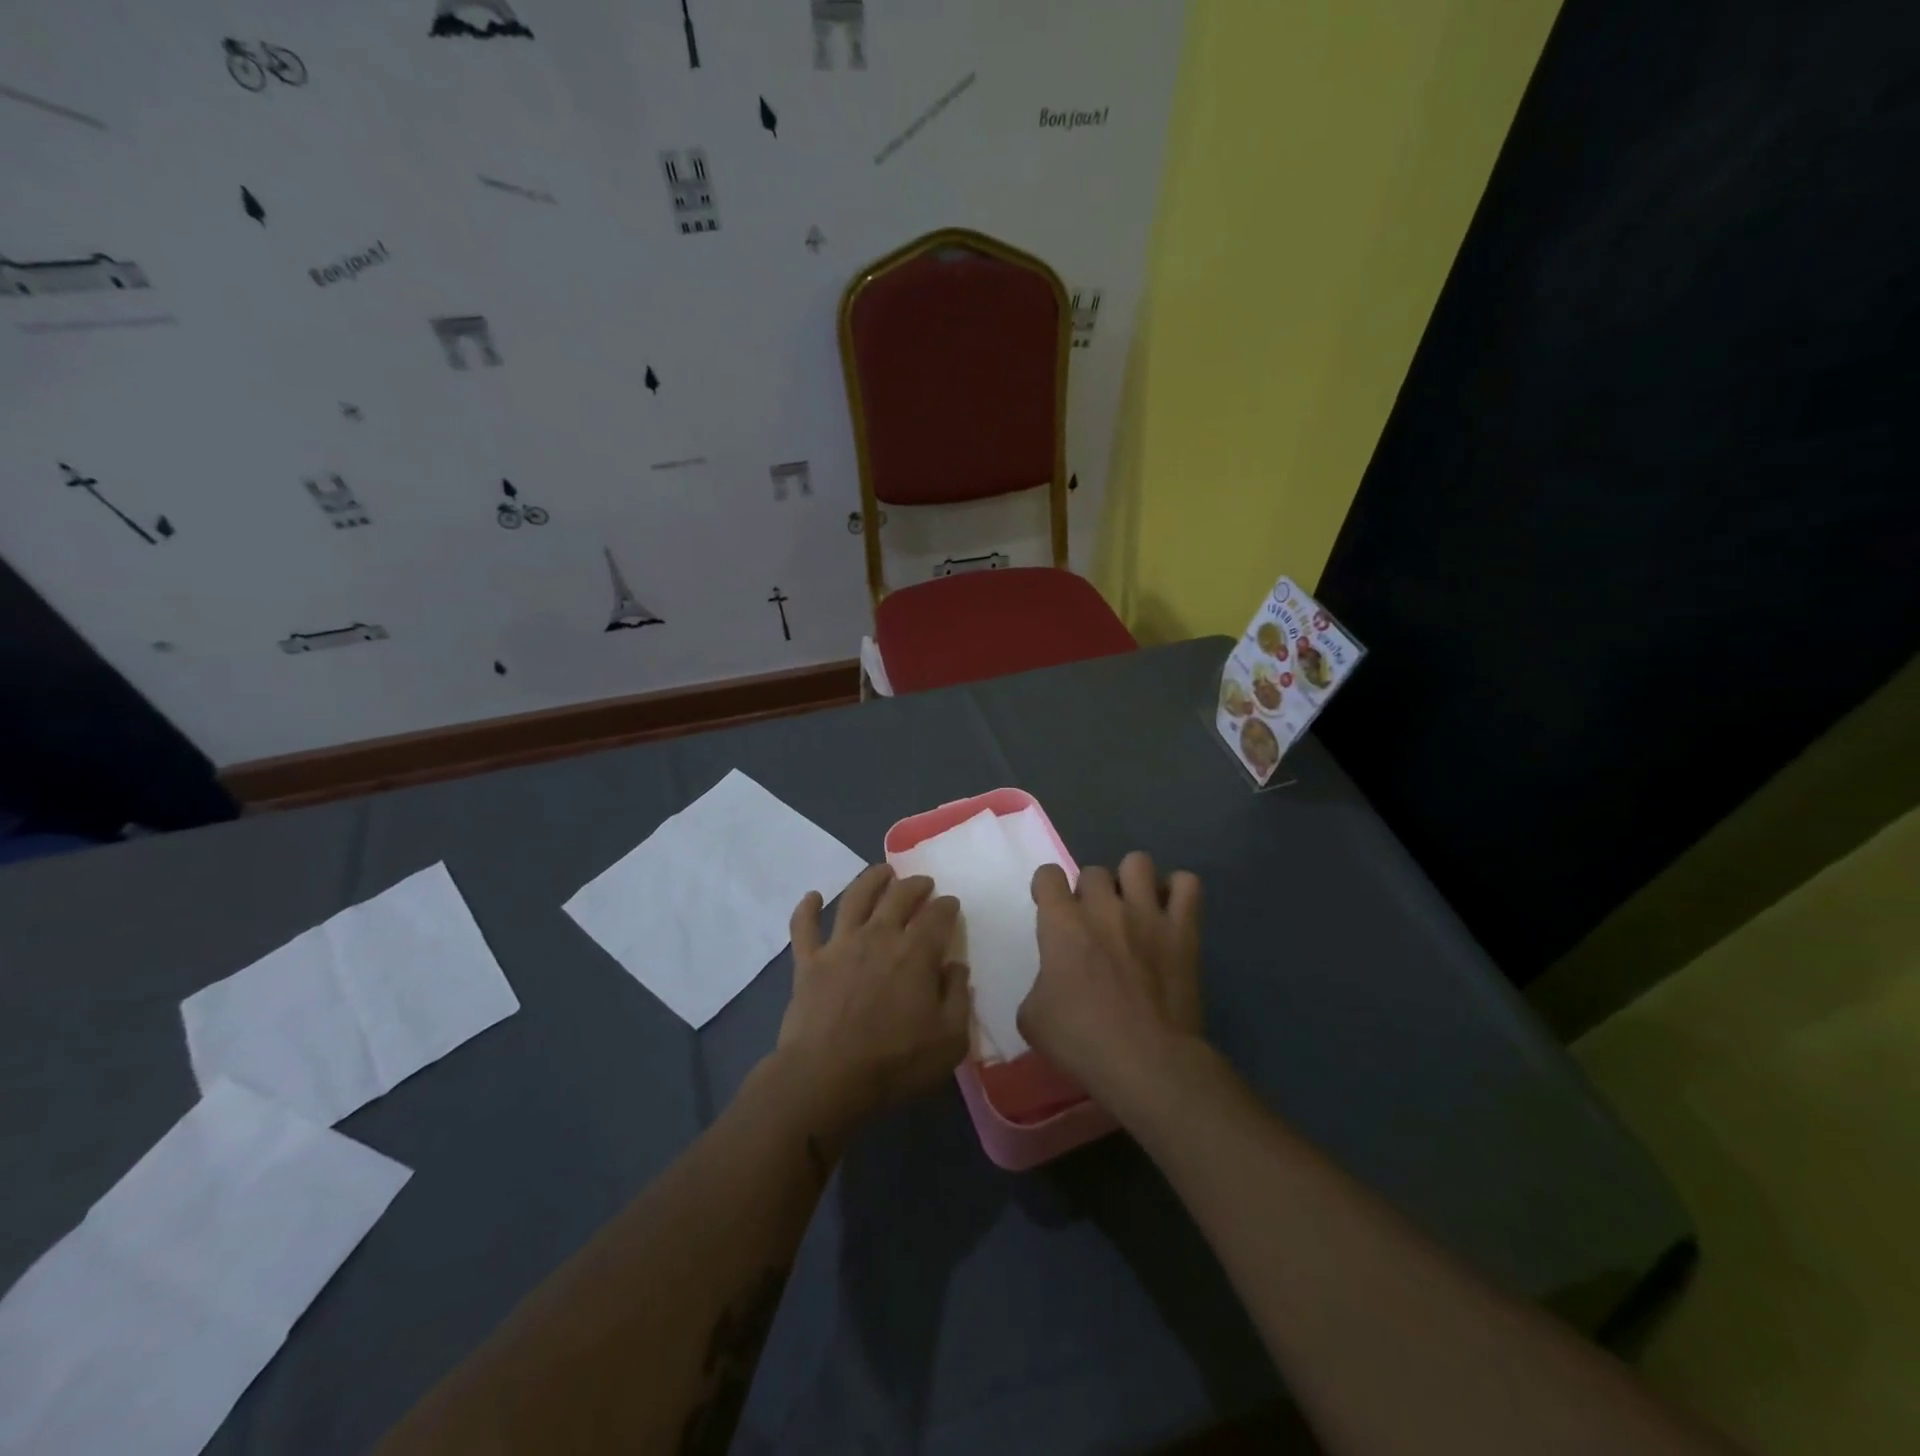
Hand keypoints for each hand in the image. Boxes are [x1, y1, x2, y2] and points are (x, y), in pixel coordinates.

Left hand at [771, 865, 971, 1133]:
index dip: (947, 906)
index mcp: (916, 953)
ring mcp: (840, 945)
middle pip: (899, 896)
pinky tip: (812, 896)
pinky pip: (804, 927)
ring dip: (871, 880)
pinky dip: (807, 908)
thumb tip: (955, 966)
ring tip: (882, 871)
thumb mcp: (949, 1040)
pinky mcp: (808, 961)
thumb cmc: (894, 1063)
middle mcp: (879, 936)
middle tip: (922, 883)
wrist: (826, 1078)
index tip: (951, 904)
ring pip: (856, 898)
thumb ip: (958, 998)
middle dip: (915, 885)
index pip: (937, 916)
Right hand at [1019, 852, 1202, 1111]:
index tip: (1051, 909)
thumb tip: (1053, 981)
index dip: (1047, 889)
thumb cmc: (1083, 1041)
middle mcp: (1103, 906)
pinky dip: (1178, 892)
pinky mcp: (1183, 929)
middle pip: (1093, 871)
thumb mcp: (1033, 1018)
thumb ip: (1039, 984)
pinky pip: (1187, 884)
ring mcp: (1147, 913)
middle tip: (1095, 923)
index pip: (1048, 875)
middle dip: (1091, 893)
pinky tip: (1170, 913)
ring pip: (1137, 862)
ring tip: (1133, 909)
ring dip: (1131, 881)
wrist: (1147, 1061)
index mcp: (1062, 923)